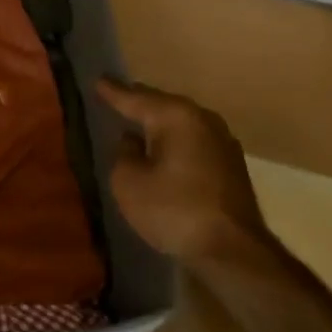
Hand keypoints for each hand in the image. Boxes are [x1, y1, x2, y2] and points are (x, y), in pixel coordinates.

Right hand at [97, 78, 264, 264]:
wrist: (233, 252)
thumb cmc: (173, 210)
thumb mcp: (128, 181)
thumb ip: (124, 153)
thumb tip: (133, 141)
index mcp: (175, 116)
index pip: (135, 98)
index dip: (113, 91)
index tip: (98, 80)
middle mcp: (202, 119)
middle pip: (162, 105)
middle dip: (139, 102)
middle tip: (115, 97)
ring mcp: (222, 142)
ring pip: (180, 123)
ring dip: (159, 124)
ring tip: (136, 122)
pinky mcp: (231, 166)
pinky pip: (192, 142)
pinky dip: (175, 142)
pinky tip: (163, 149)